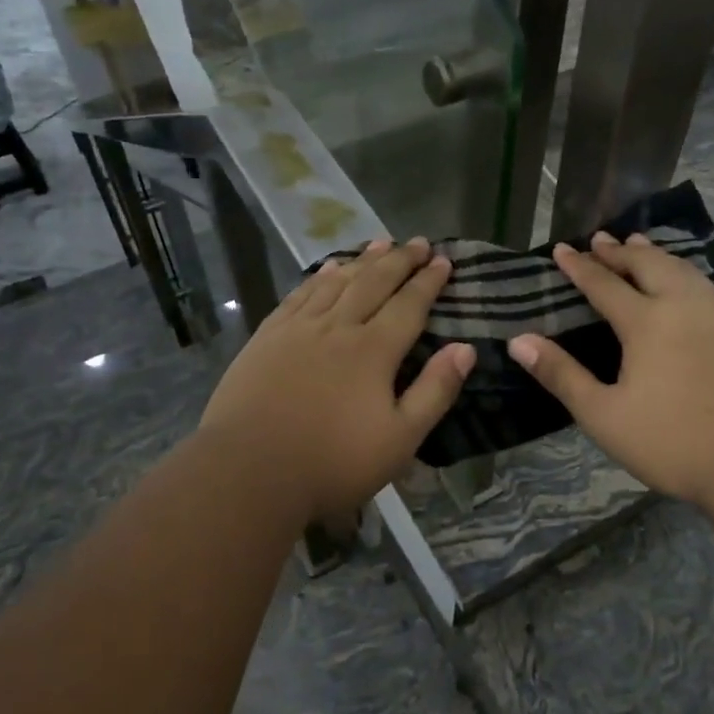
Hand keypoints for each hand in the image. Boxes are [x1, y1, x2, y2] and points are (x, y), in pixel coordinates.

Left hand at [197, 238, 474, 525]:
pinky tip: (327, 269)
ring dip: (362, 260)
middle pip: (374, 283)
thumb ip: (435, 391)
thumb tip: (465, 348)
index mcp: (373, 350)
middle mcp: (338, 327)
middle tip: (419, 242)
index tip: (444, 260)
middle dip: (400, 260)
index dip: (428, 281)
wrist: (249, 471)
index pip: (409, 305)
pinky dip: (319, 277)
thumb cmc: (333, 463)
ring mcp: (298, 329)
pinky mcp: (267, 338)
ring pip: (336, 282)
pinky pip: (300, 295)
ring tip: (381, 242)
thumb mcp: (400, 439)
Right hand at [507, 231, 713, 514]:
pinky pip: (705, 284)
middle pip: (648, 265)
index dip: (580, 267)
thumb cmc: (674, 442)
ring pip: (682, 269)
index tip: (562, 249)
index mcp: (647, 322)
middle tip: (599, 240)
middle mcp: (684, 304)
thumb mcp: (604, 416)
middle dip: (619, 251)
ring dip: (655, 255)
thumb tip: (518, 340)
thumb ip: (561, 375)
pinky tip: (685, 282)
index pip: (604, 284)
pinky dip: (683, 272)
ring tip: (639, 246)